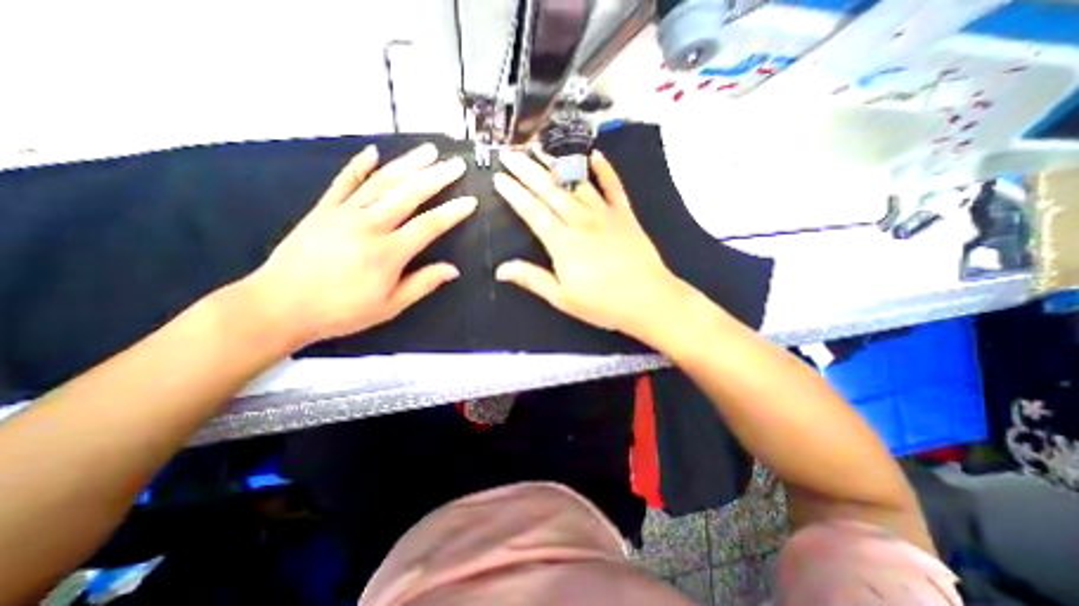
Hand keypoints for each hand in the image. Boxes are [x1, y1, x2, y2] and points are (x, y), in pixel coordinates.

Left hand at [248, 143, 478, 348]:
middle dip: (436, 176)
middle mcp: (369, 225)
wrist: (280, 305)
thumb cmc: (342, 311)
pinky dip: (359, 165)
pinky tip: (374, 152)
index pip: (429, 225)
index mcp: (388, 252)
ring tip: (429, 151)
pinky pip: (344, 182)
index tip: (470, 201)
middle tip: (456, 164)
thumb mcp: (390, 306)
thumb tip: (453, 270)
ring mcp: (344, 213)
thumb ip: (423, 284)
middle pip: (409, 194)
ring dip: (408, 164)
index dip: (452, 212)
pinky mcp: (323, 209)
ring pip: (381, 181)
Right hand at [492, 148, 684, 340]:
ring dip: (556, 165)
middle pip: (550, 191)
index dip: (514, 193)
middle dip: (527, 170)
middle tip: (509, 154)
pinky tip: (595, 155)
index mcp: (563, 243)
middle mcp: (581, 222)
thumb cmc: (603, 304)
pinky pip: (614, 187)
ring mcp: (605, 215)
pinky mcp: (625, 215)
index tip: (499, 178)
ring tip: (539, 148)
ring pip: (576, 184)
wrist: (649, 300)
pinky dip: (605, 170)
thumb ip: (532, 279)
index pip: (533, 212)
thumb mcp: (562, 298)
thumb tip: (500, 270)